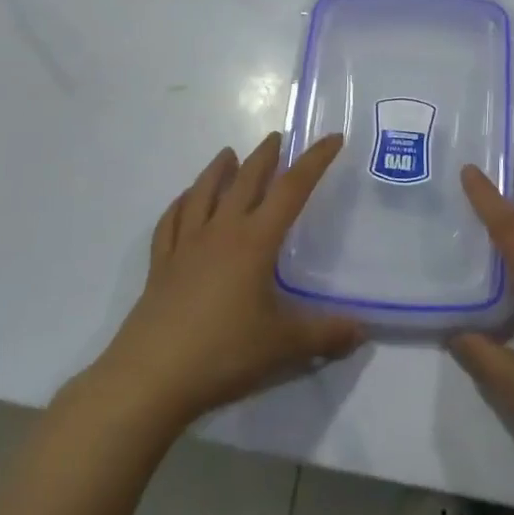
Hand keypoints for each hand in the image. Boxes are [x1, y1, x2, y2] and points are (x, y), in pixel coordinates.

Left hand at [90, 133, 363, 431]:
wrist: (150, 376)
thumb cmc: (223, 352)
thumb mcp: (283, 345)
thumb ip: (326, 335)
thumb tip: (363, 331)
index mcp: (254, 242)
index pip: (291, 189)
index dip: (314, 161)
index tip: (332, 138)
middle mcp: (221, 232)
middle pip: (245, 181)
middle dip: (265, 157)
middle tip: (277, 137)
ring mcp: (186, 246)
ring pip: (203, 194)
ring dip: (218, 170)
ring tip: (227, 153)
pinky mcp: (161, 266)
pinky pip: (171, 222)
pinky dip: (180, 204)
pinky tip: (184, 200)